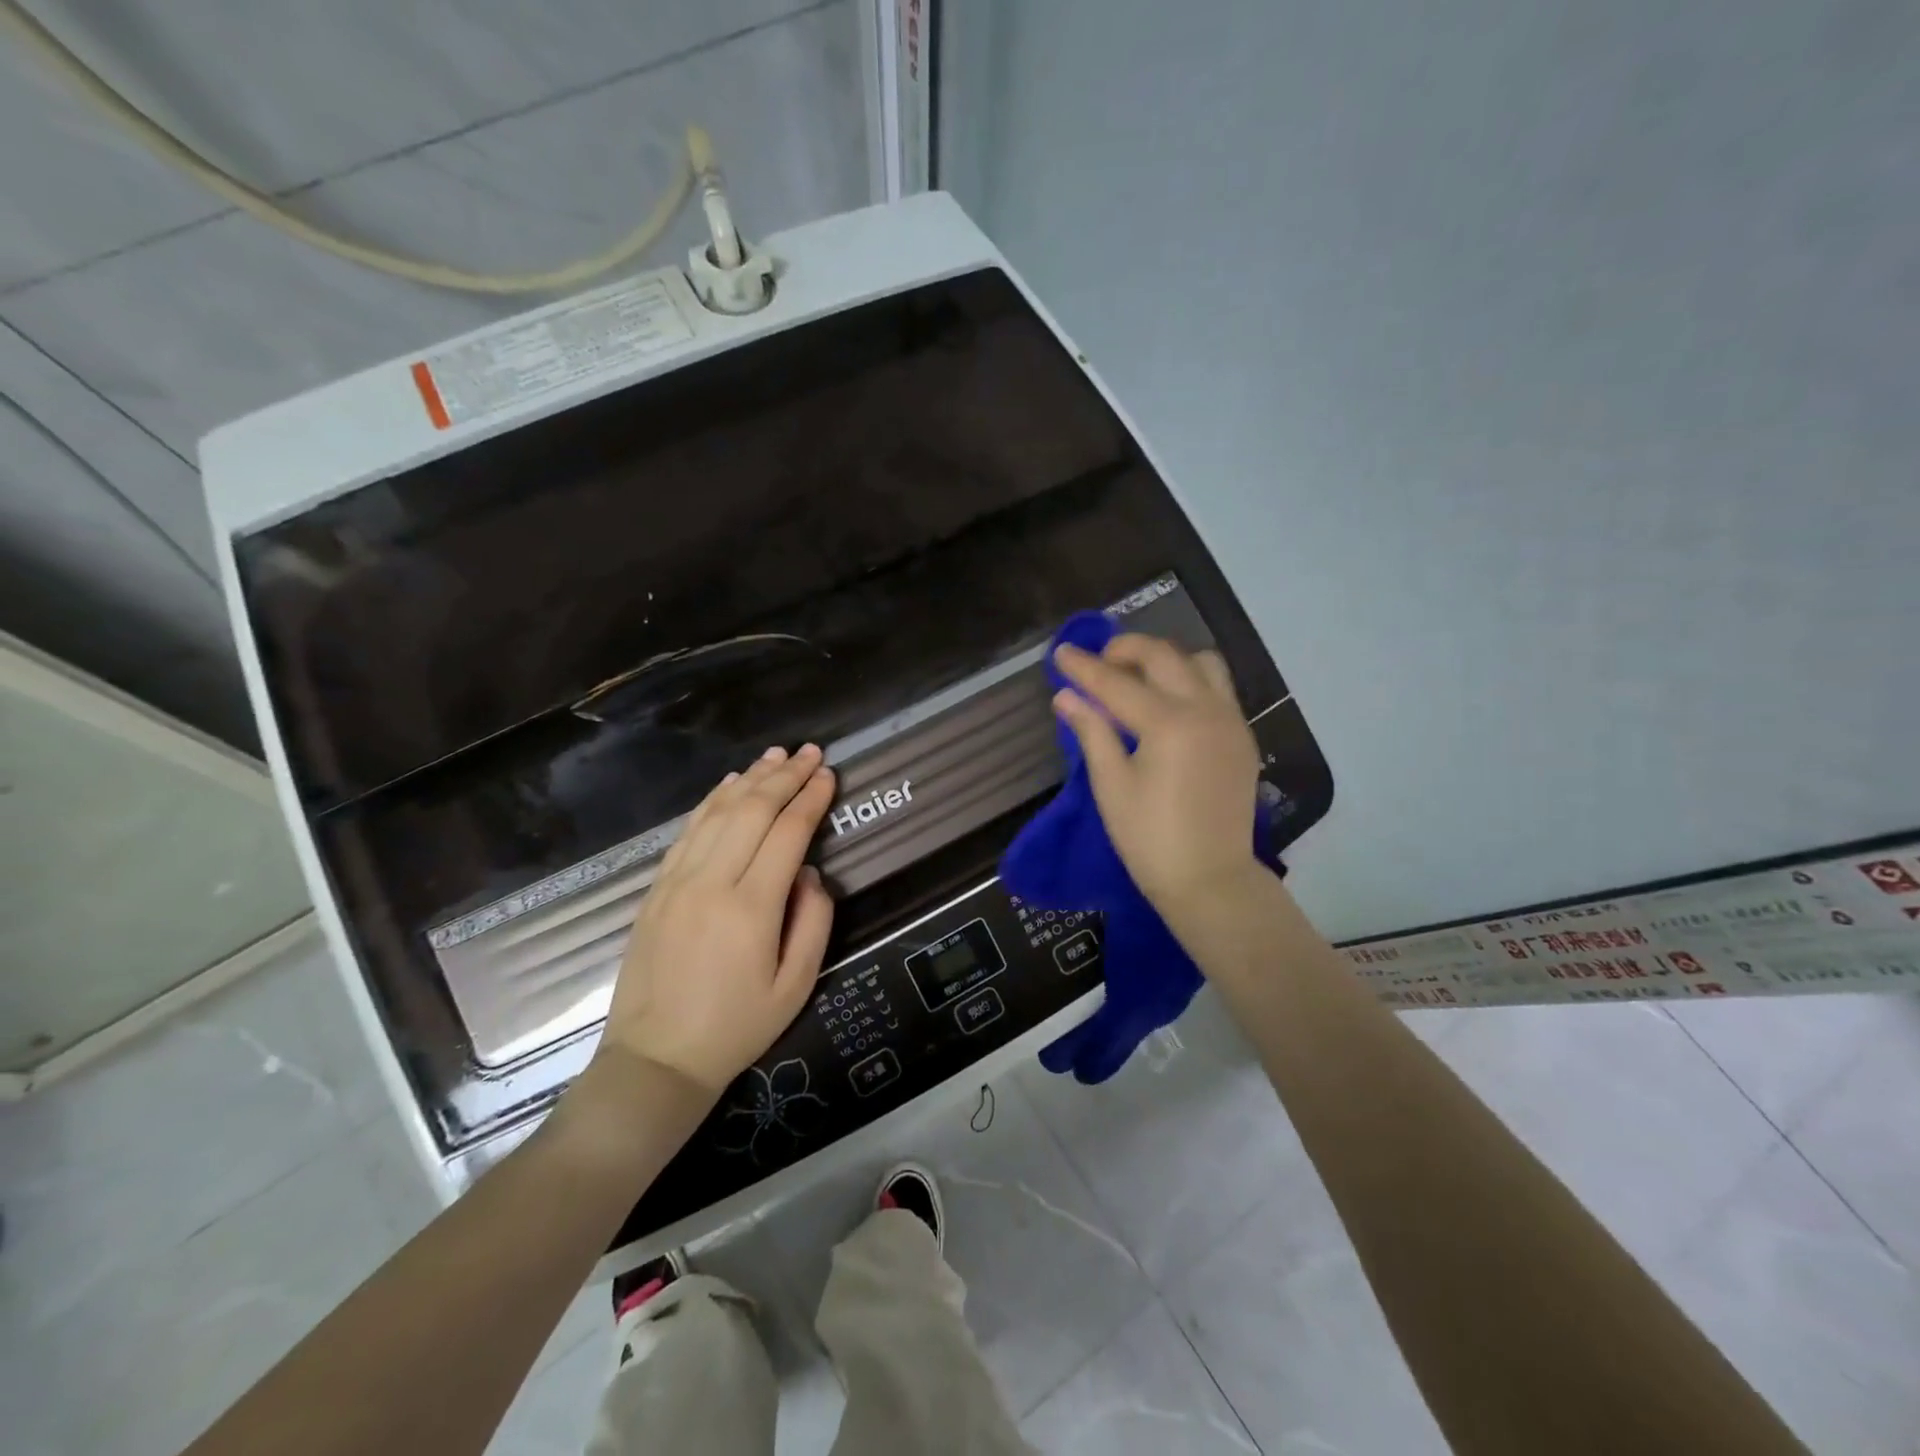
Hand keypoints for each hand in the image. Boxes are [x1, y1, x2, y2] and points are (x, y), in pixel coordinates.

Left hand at [598, 744, 836, 1099]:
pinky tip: (730, 784)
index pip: (788, 832)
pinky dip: (713, 801)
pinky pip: (688, 831)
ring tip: (776, 755)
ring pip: (718, 812)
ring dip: (751, 779)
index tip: (829, 774)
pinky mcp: (657, 889)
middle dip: (786, 776)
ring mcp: (678, 881)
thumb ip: (813, 921)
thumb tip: (810, 874)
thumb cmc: (736, 1027)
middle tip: (811, 752)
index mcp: (751, 907)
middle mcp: (711, 881)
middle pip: (753, 810)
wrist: (656, 1059)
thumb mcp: (796, 986)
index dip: (812, 798)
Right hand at [1052, 635, 1265, 925]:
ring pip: (1201, 663)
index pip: (1116, 683)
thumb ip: (1091, 732)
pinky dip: (1189, 681)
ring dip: (1165, 660)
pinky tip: (1167, 705)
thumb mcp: (1111, 786)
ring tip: (1138, 680)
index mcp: (1169, 724)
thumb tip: (1066, 696)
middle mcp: (1206, 710)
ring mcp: (1231, 721)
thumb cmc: (1150, 839)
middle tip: (1098, 663)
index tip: (1060, 651)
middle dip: (1126, 649)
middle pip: (1164, 656)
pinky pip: (1218, 688)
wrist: (1210, 880)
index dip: (1084, 667)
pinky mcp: (1243, 736)